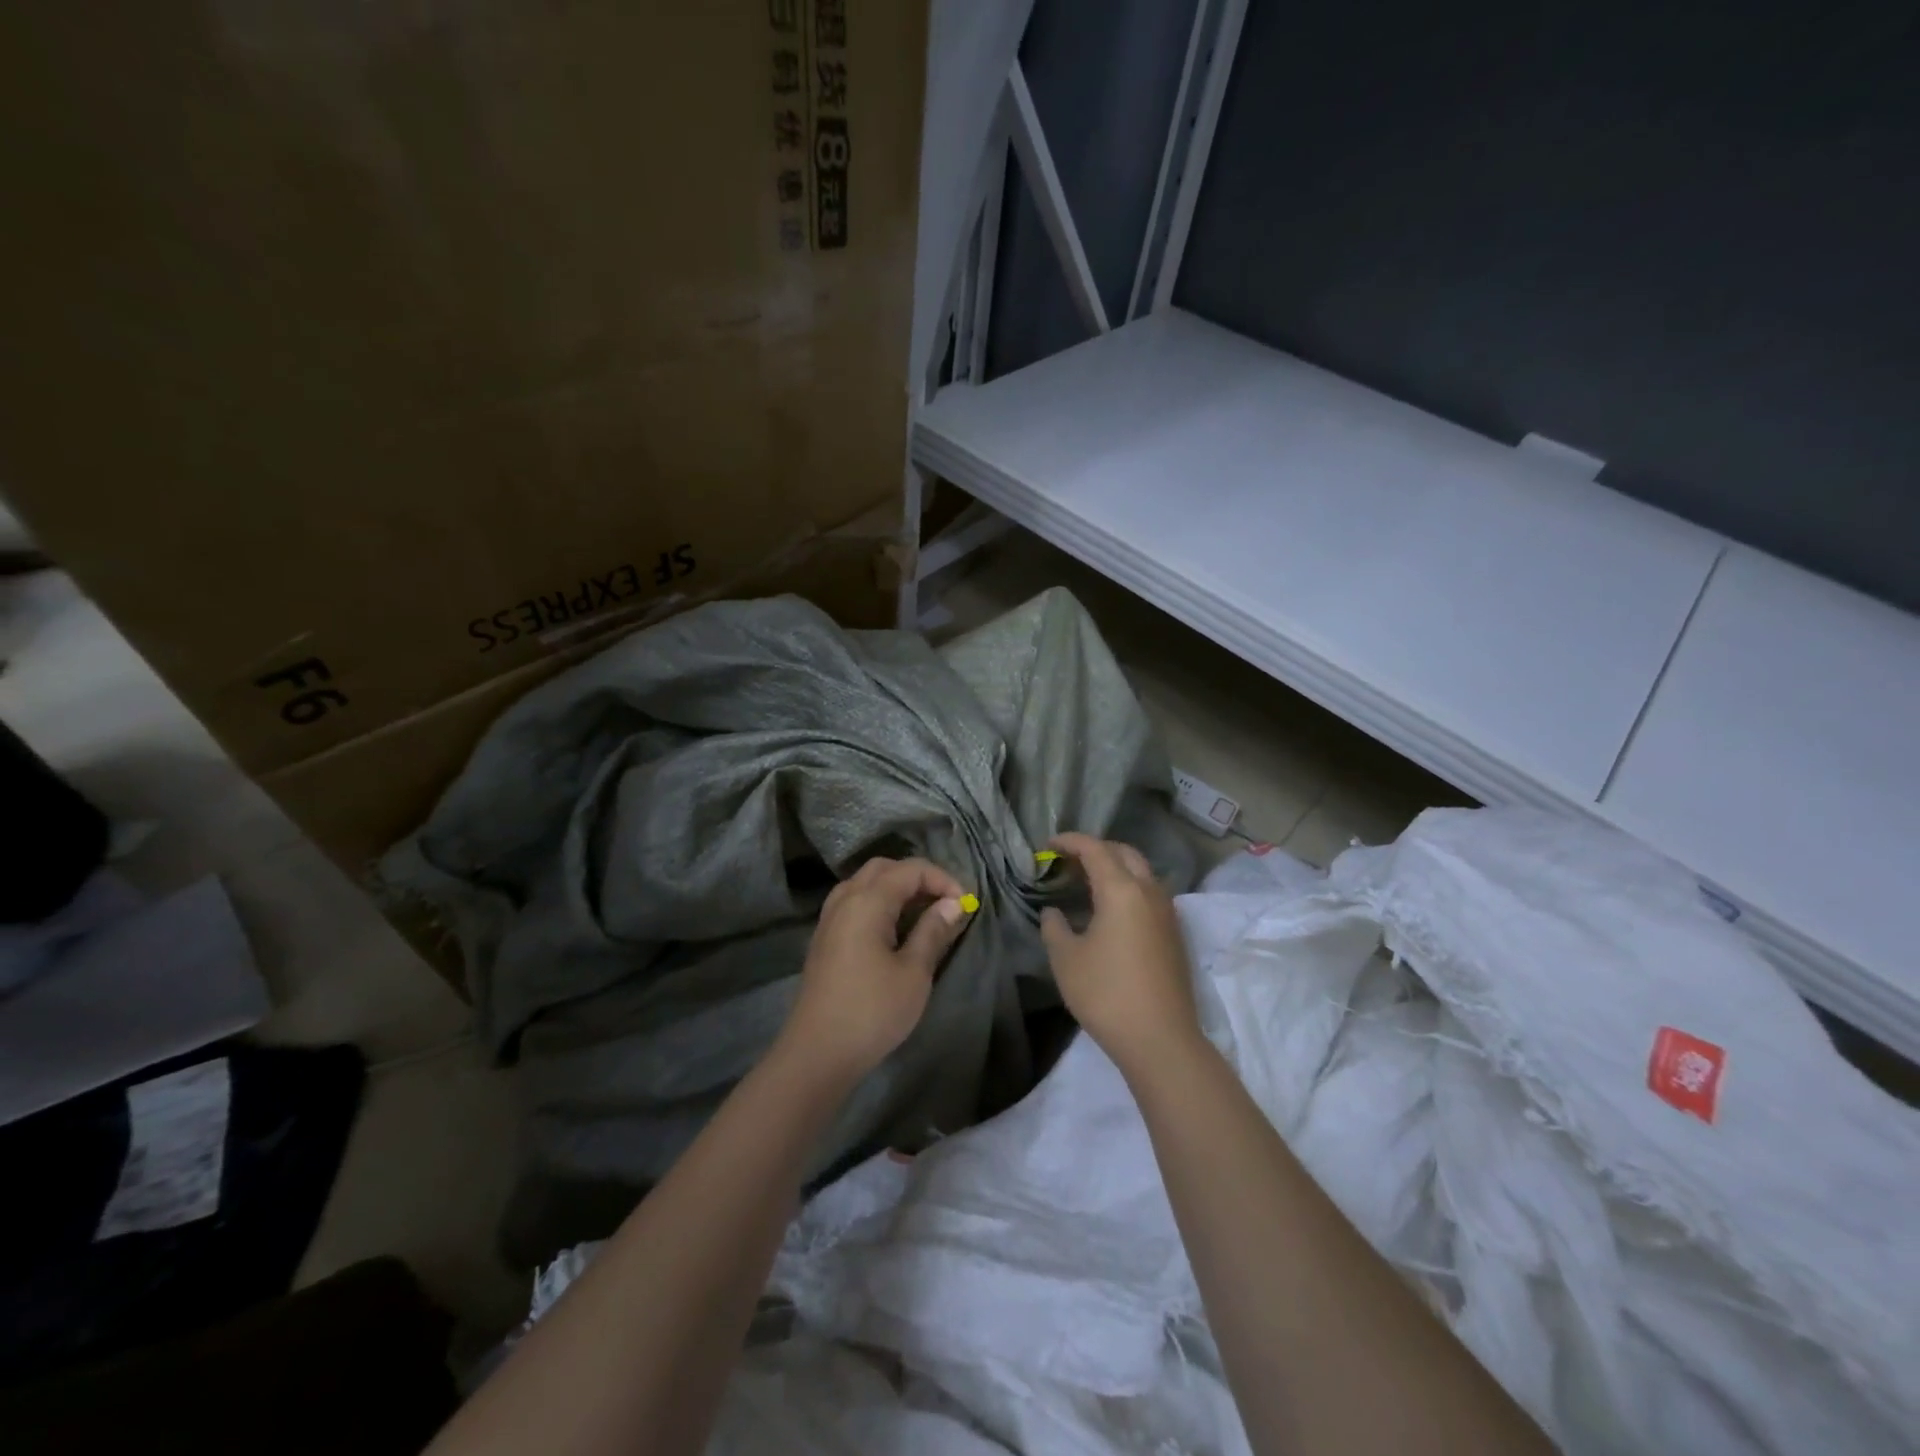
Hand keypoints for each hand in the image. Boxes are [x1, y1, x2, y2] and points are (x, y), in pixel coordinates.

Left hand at [778, 856, 971, 1083]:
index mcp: (867, 901)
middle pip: (884, 869)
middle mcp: (845, 900)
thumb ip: (933, 931)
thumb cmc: (872, 1011)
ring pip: (865, 884)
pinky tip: (894, 930)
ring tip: (922, 913)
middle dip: (918, 878)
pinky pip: (854, 903)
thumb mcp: (914, 973)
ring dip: (896, 889)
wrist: (817, 1053)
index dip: (942, 879)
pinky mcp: (824, 939)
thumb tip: (952, 904)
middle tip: (944, 903)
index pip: (910, 869)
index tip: (965, 905)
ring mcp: (829, 919)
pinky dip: (878, 904)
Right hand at [1040, 832, 1200, 1072]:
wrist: (1160, 1039)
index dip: (1070, 841)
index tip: (1048, 845)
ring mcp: (1167, 913)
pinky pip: (1149, 894)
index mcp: (1122, 890)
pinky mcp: (1174, 934)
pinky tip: (1110, 910)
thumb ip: (1054, 928)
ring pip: (1141, 873)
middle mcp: (1149, 892)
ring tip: (1087, 882)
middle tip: (1069, 861)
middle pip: (1124, 853)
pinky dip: (1128, 888)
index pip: (1095, 849)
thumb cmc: (1106, 994)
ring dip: (1115, 868)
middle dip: (1096, 849)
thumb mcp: (1066, 959)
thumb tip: (1053, 913)